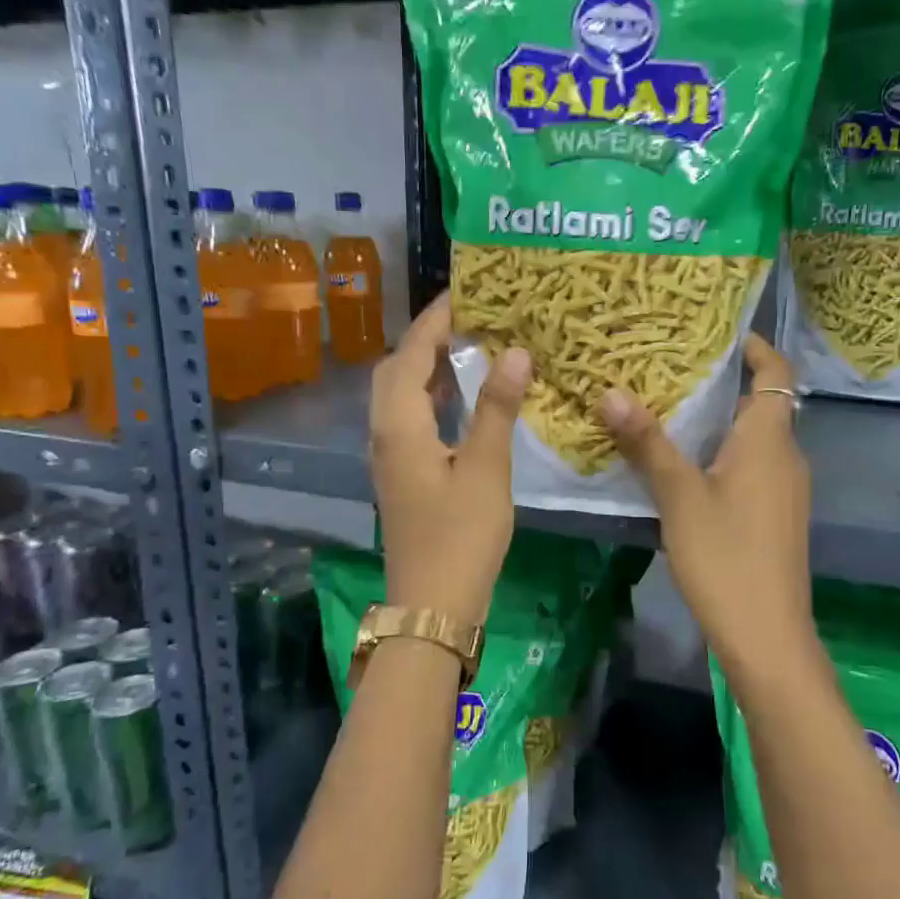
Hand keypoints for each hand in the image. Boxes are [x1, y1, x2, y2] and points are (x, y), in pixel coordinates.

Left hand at [370, 293, 531, 624]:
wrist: (433, 605)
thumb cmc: (461, 537)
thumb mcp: (486, 469)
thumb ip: (497, 408)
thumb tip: (514, 352)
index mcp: (400, 424)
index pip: (411, 353)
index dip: (436, 320)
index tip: (467, 293)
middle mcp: (384, 433)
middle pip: (395, 370)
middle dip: (427, 339)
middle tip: (470, 320)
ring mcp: (389, 456)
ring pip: (400, 395)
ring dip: (428, 368)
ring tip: (470, 348)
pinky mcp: (401, 475)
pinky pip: (410, 418)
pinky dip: (433, 397)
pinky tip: (463, 400)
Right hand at [600, 335, 814, 673]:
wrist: (766, 635)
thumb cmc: (725, 557)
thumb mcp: (679, 497)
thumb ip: (648, 444)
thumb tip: (611, 392)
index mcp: (769, 441)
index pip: (776, 373)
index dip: (756, 347)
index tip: (717, 333)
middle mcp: (786, 457)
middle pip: (762, 404)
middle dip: (722, 383)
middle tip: (670, 369)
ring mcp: (784, 490)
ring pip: (754, 439)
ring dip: (719, 422)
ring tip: (668, 409)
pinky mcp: (775, 517)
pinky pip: (751, 467)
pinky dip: (723, 454)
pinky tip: (684, 466)